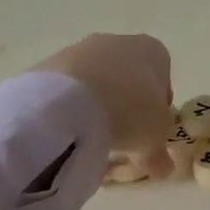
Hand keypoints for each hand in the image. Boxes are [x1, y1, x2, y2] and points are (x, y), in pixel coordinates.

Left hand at [34, 34, 174, 178]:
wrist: (68, 102)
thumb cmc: (130, 112)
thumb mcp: (154, 141)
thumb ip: (160, 154)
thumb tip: (162, 168)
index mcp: (152, 51)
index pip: (162, 75)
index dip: (157, 104)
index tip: (150, 128)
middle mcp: (117, 42)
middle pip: (126, 76)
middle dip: (125, 103)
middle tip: (122, 135)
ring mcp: (79, 49)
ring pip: (94, 80)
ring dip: (96, 105)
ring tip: (91, 138)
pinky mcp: (48, 64)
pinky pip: (66, 89)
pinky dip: (68, 107)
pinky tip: (67, 131)